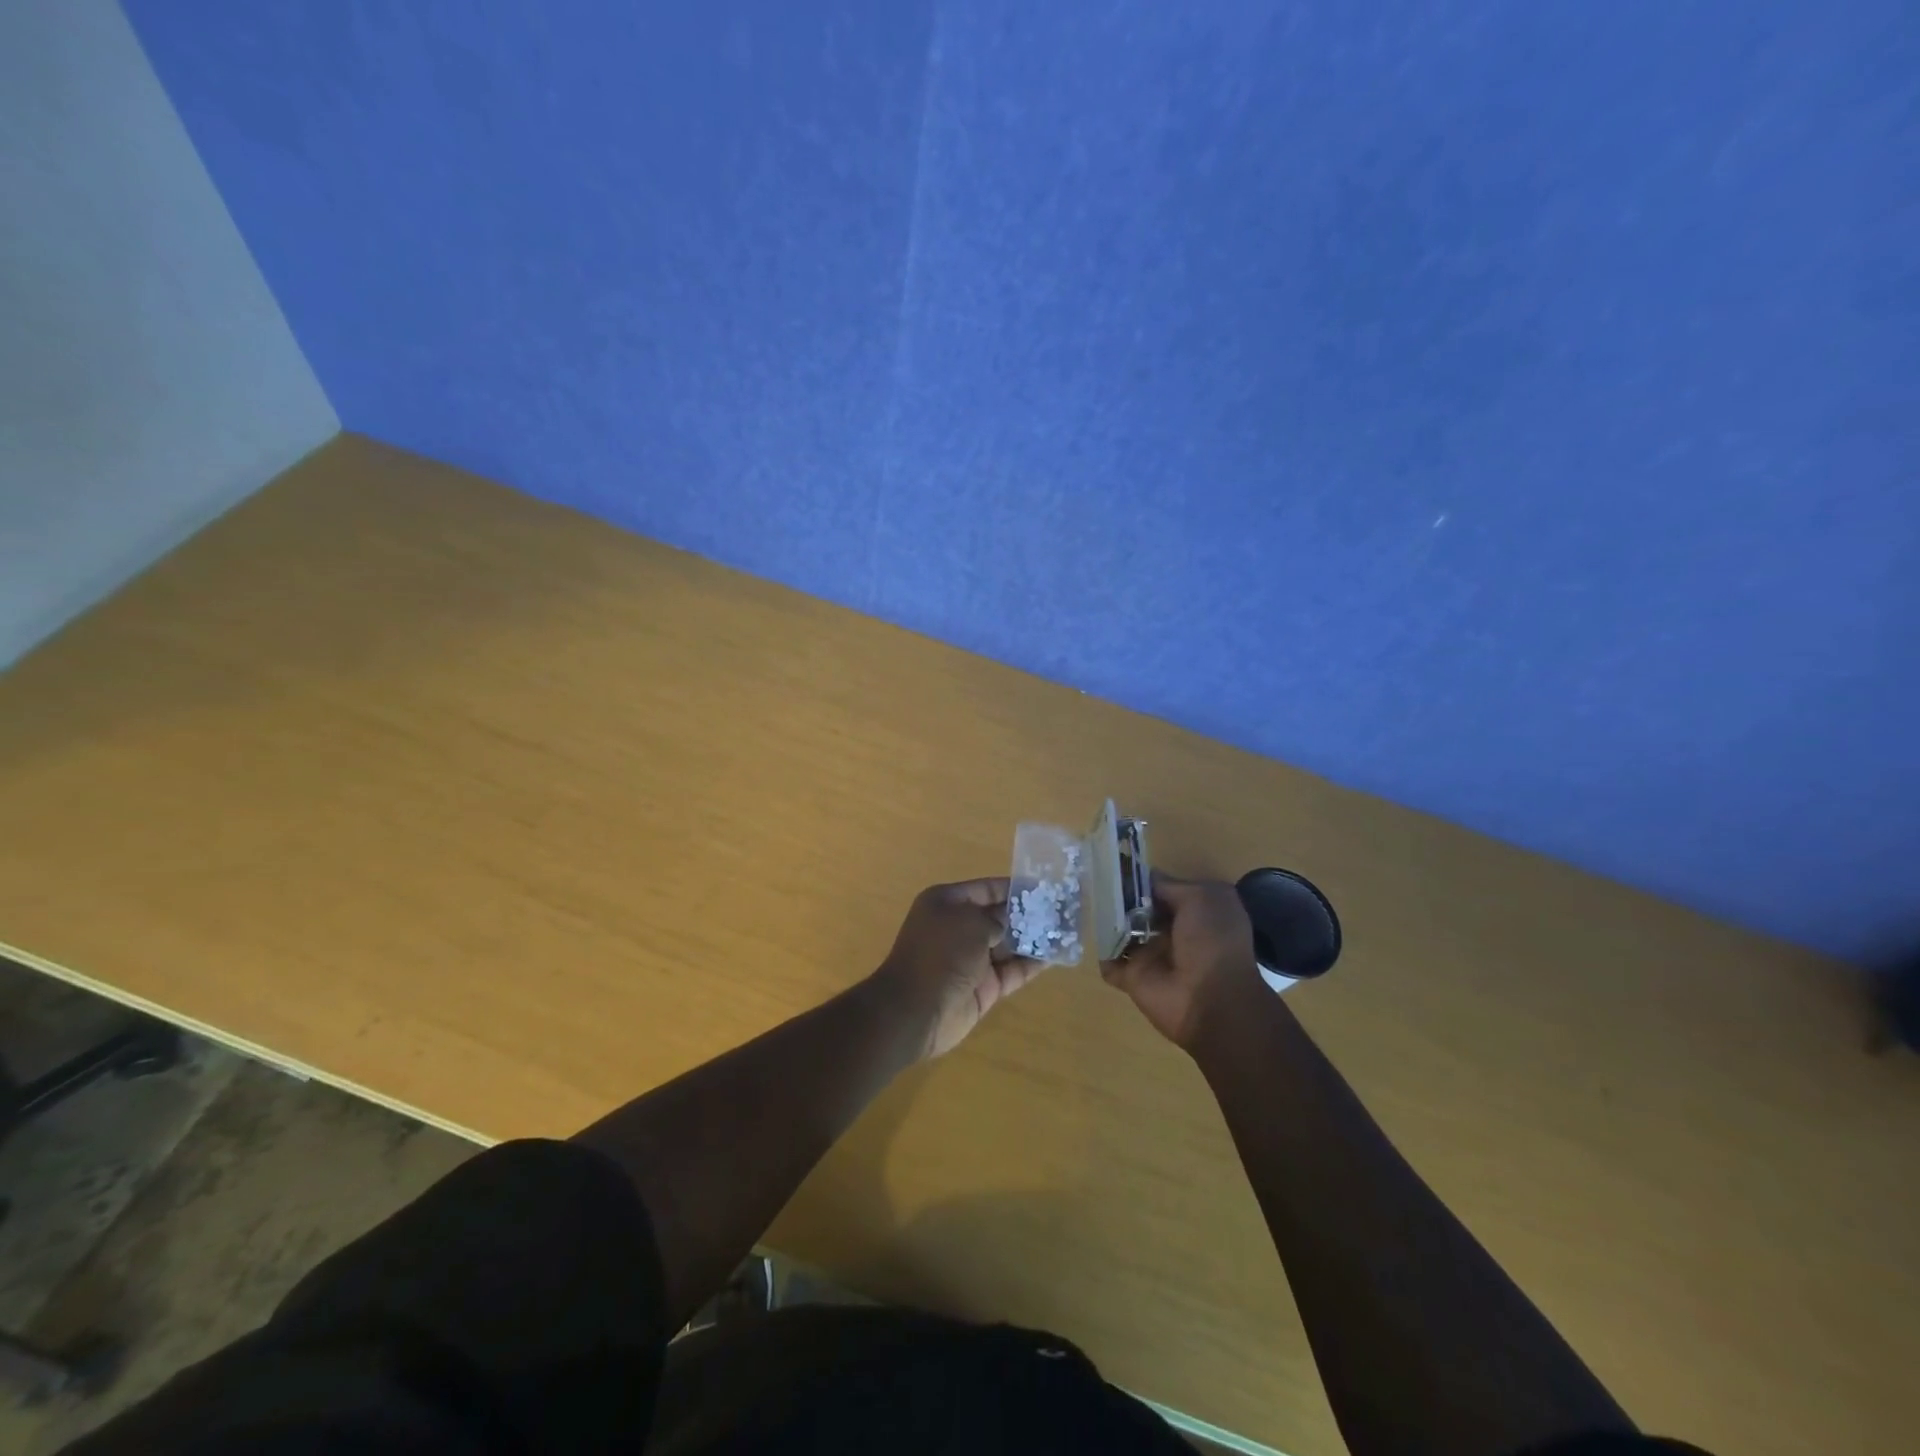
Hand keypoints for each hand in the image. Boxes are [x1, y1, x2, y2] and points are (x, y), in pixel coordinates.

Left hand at [873, 879, 1045, 1059]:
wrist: (915, 1012)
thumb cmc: (940, 955)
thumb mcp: (971, 923)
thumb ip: (998, 918)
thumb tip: (1013, 919)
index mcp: (947, 903)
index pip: (986, 889)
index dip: (1014, 888)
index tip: (1045, 888)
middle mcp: (958, 928)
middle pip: (1000, 916)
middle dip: (1029, 913)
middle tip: (1063, 909)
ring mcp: (971, 959)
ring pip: (1009, 944)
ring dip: (1034, 938)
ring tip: (1066, 929)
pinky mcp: (984, 987)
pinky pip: (1012, 970)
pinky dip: (1032, 963)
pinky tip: (1056, 954)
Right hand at [1100, 873, 1265, 1051]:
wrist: (1211, 1001)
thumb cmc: (1212, 942)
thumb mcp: (1202, 898)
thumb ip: (1170, 885)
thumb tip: (1144, 878)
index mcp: (1194, 913)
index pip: (1161, 889)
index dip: (1142, 879)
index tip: (1117, 867)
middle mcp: (1172, 932)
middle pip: (1138, 909)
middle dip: (1119, 897)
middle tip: (1095, 880)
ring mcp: (1151, 955)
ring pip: (1121, 932)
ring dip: (1106, 920)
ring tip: (1086, 899)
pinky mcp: (1133, 977)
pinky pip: (1110, 962)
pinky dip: (1100, 953)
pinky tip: (1089, 932)